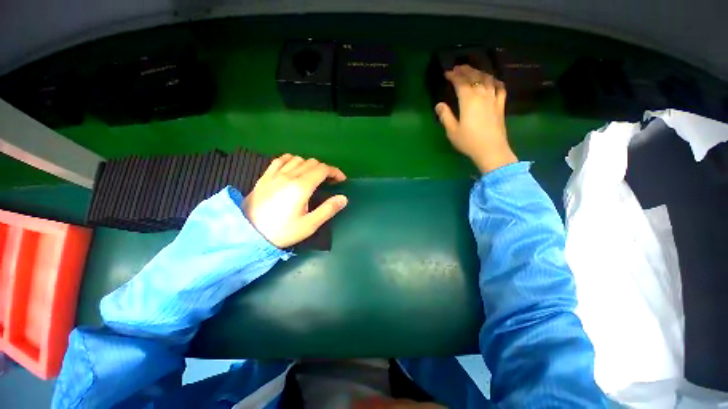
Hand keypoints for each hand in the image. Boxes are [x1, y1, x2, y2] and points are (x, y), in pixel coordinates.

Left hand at [243, 154, 347, 247]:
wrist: (248, 233)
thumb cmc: (282, 231)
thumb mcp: (309, 224)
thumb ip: (328, 209)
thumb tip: (343, 198)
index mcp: (301, 186)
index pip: (323, 169)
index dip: (335, 172)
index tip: (341, 180)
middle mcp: (289, 175)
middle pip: (312, 162)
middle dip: (325, 169)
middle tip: (329, 181)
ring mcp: (275, 174)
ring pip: (297, 159)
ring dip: (310, 165)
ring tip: (313, 176)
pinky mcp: (265, 176)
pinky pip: (280, 160)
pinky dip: (291, 160)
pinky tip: (293, 167)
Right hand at [436, 65, 517, 172]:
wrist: (491, 150)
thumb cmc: (468, 141)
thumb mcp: (452, 131)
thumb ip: (445, 116)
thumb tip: (439, 105)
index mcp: (469, 101)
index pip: (461, 83)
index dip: (454, 76)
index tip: (447, 73)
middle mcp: (482, 95)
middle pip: (475, 77)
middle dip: (466, 70)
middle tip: (458, 67)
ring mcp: (494, 99)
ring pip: (488, 79)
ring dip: (479, 73)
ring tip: (473, 71)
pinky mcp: (500, 105)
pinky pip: (500, 88)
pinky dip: (495, 81)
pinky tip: (492, 81)